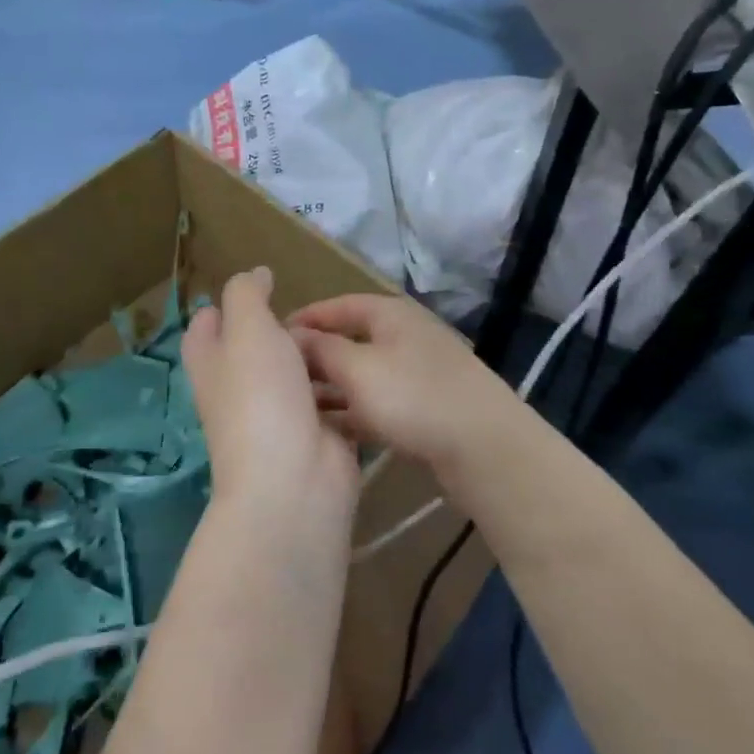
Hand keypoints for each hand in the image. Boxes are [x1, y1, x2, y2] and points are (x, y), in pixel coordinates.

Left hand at [183, 268, 359, 539]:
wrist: (294, 480)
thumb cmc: (262, 396)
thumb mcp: (248, 330)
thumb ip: (247, 296)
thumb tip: (254, 274)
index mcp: (213, 365)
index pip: (204, 331)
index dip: (220, 309)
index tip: (252, 289)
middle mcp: (240, 391)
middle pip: (252, 353)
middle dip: (277, 331)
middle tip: (307, 308)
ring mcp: (278, 416)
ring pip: (293, 377)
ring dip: (314, 358)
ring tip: (342, 331)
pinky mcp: (315, 435)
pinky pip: (327, 402)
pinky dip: (340, 386)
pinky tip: (361, 366)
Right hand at [289, 293, 523, 480]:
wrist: (484, 447)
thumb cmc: (414, 397)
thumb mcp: (358, 369)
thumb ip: (321, 349)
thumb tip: (291, 335)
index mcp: (389, 314)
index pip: (336, 306)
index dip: (303, 319)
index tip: (269, 337)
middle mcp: (404, 336)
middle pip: (349, 341)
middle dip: (314, 358)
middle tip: (277, 379)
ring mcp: (416, 373)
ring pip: (362, 376)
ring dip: (331, 389)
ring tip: (294, 408)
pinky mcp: (424, 408)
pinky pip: (378, 403)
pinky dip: (353, 412)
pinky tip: (327, 432)